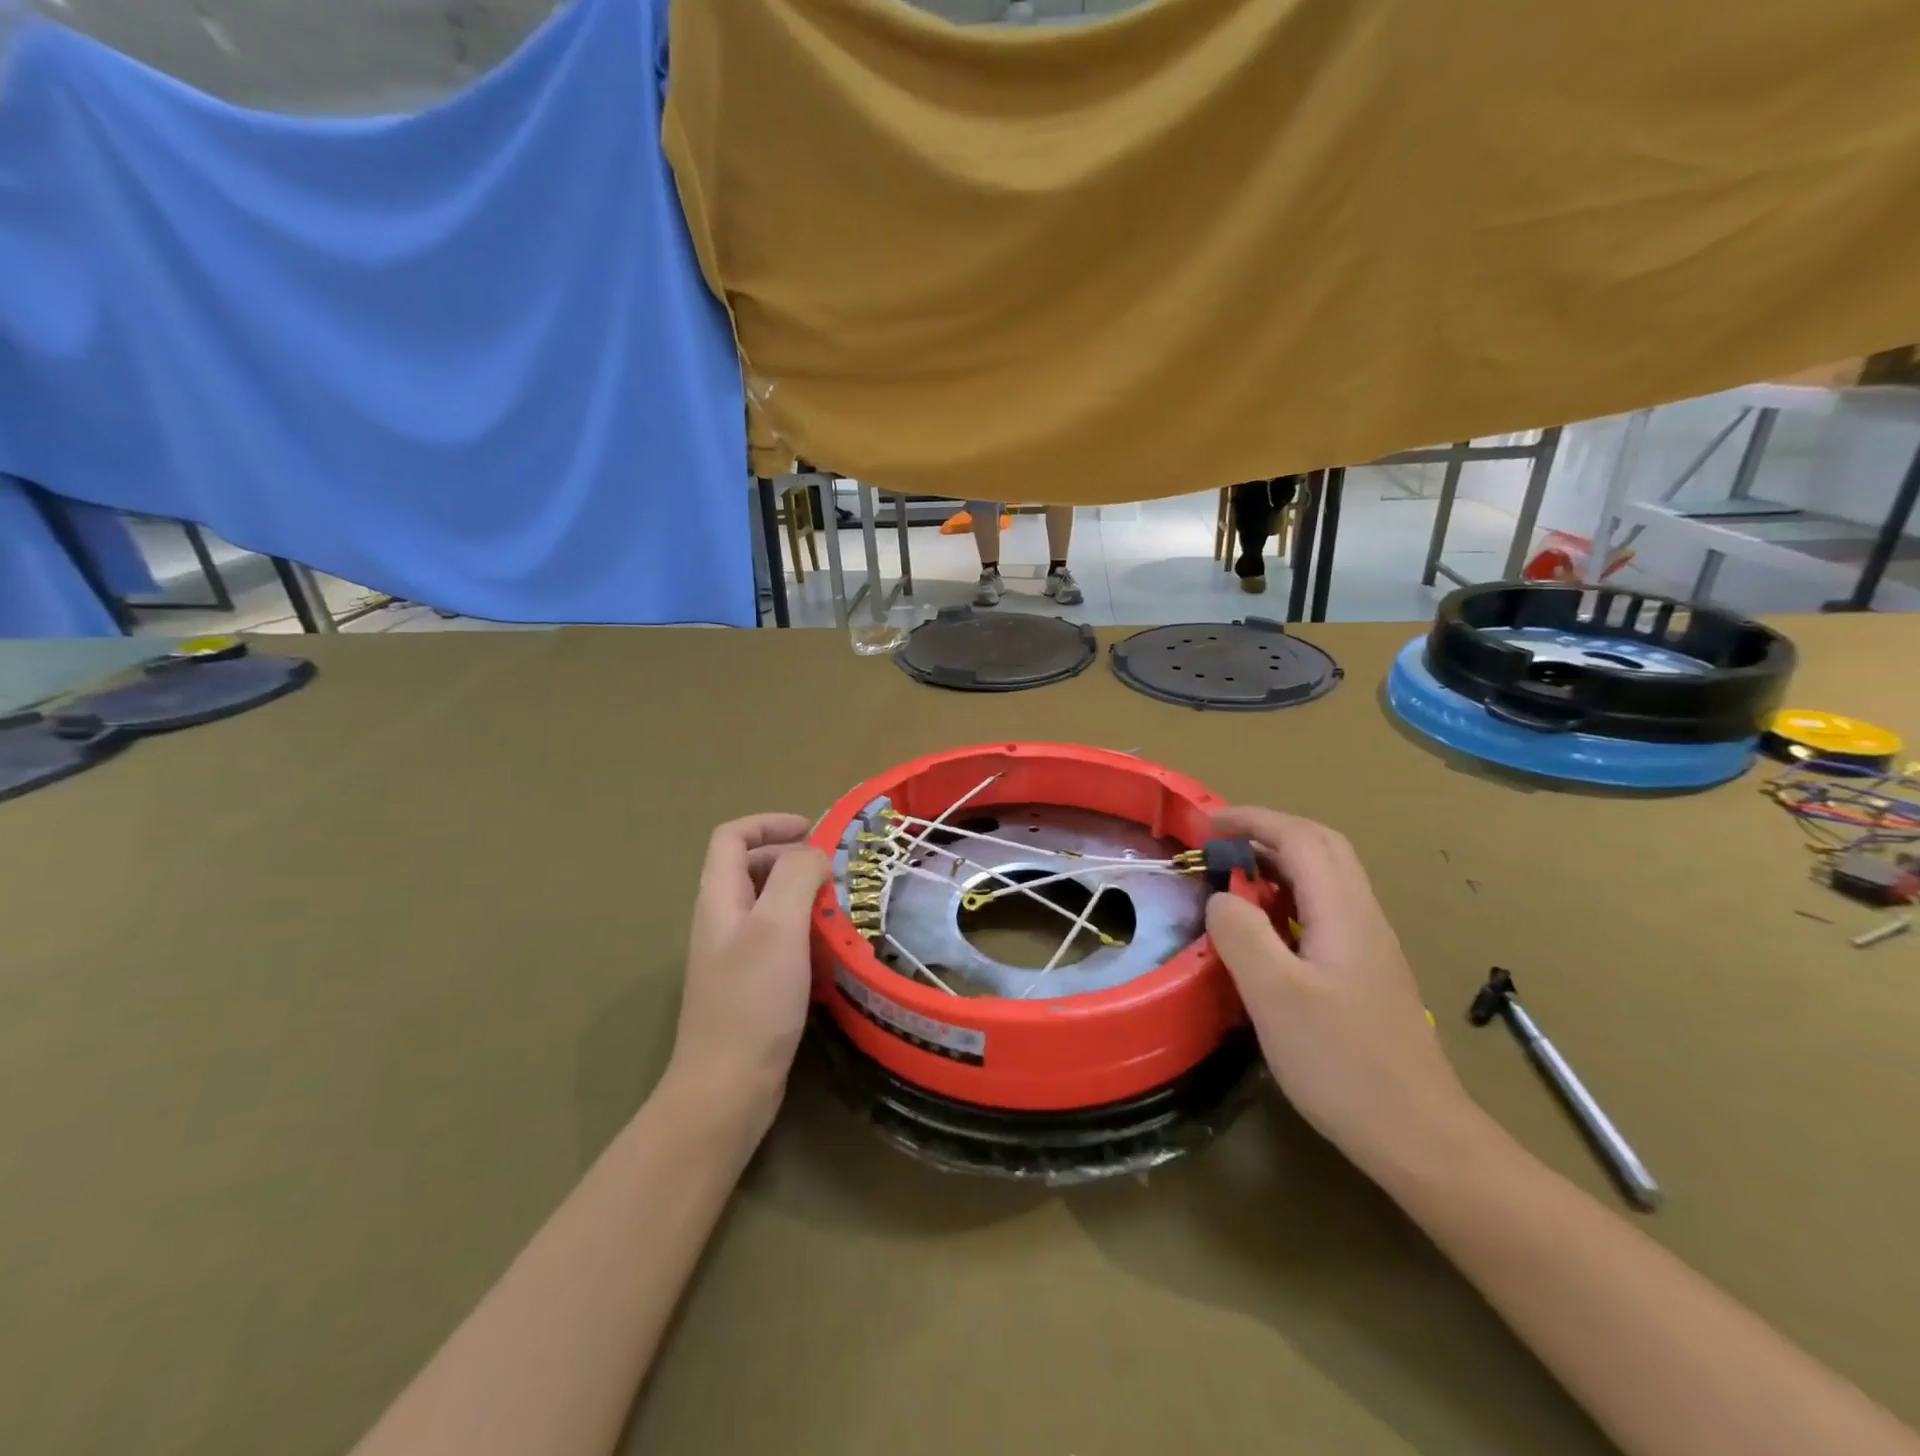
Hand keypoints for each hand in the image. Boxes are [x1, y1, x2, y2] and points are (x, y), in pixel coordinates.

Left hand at [666, 813, 829, 1132]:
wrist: (727, 1088)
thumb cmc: (752, 1001)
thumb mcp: (778, 927)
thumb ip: (795, 877)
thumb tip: (814, 854)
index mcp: (719, 899)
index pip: (732, 837)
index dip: (770, 823)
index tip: (813, 831)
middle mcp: (722, 920)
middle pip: (751, 866)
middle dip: (792, 858)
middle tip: (834, 871)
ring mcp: (734, 955)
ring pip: (768, 904)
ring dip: (803, 894)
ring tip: (839, 906)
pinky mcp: (751, 984)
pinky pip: (778, 938)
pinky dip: (804, 930)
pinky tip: (830, 949)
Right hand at [1204, 807, 1482, 1181]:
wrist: (1418, 1136)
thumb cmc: (1341, 1062)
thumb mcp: (1274, 995)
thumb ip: (1242, 933)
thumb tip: (1221, 897)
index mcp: (1344, 912)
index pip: (1300, 837)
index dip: (1252, 819)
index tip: (1205, 822)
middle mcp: (1363, 916)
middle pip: (1321, 847)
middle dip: (1268, 831)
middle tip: (1220, 841)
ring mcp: (1369, 945)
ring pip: (1326, 878)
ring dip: (1278, 862)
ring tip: (1233, 878)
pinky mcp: (1366, 973)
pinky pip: (1324, 909)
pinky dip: (1287, 896)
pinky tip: (1264, 929)